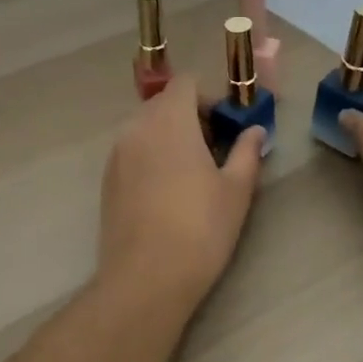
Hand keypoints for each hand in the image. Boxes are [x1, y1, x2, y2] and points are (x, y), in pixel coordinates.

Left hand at [99, 77, 266, 314]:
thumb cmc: (200, 228)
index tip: (225, 126)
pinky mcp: (107, 179)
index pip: (186, 83)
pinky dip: (151, 156)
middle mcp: (138, 126)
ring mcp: (117, 153)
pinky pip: (132, 150)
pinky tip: (166, 193)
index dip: (208, 98)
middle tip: (214, 151)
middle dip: (190, 117)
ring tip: (191, 174)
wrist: (146, 278)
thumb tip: (255, 131)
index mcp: (170, 120)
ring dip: (169, 137)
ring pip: (146, 127)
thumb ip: (246, 152)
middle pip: (164, 103)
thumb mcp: (236, 190)